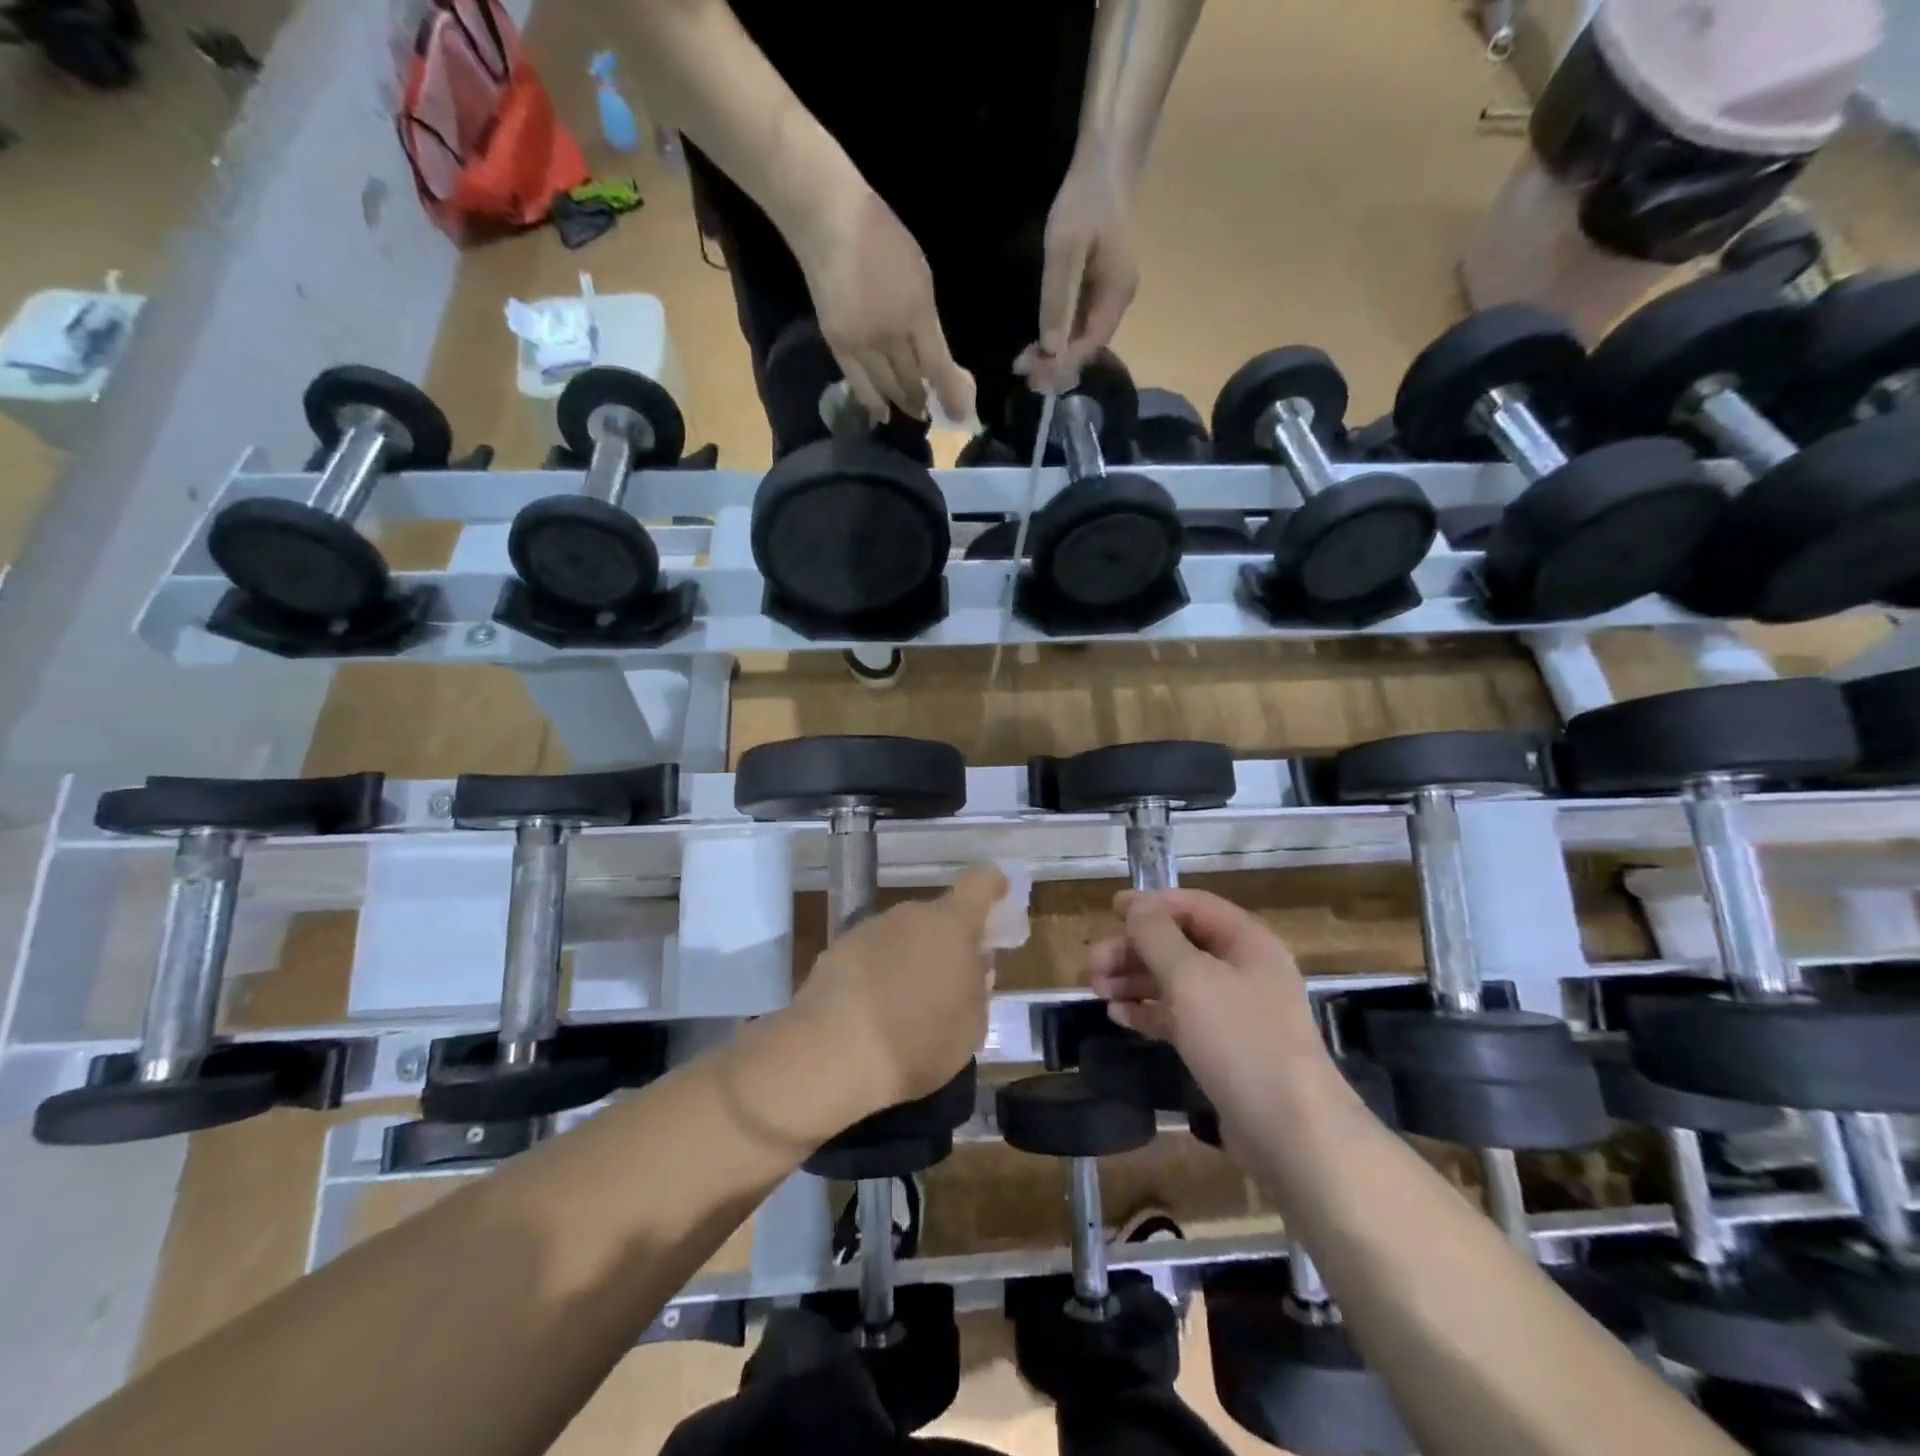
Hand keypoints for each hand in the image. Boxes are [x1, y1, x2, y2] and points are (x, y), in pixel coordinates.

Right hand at [789, 179, 975, 427]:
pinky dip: (873, 403)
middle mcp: (890, 336)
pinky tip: (882, 413)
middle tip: (936, 411)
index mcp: (916, 314)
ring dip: (903, 404)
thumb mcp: (920, 276)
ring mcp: (861, 344)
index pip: (938, 368)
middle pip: (912, 382)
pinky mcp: (838, 345)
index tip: (961, 415)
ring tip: (914, 411)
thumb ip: (928, 323)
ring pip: (887, 389)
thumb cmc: (881, 238)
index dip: (952, 395)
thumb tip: (936, 361)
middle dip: (927, 400)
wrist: (827, 219)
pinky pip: (859, 385)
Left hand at [789, 865, 1006, 1118]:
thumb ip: (978, 987)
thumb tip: (975, 965)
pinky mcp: (835, 951)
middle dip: (947, 942)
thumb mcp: (971, 1026)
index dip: (993, 885)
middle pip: (937, 917)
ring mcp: (867, 930)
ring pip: (901, 937)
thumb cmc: (917, 1041)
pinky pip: (870, 957)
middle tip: (952, 980)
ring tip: (909, 1006)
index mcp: (950, 925)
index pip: (979, 884)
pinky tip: (874, 1013)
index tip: (1001, 892)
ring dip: (910, 959)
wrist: (831, 1054)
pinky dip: (878, 975)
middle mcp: (909, 915)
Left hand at [1016, 143, 1139, 390]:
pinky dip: (1061, 337)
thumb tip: (1051, 349)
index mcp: (1115, 295)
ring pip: (1084, 338)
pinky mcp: (1100, 287)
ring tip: (1027, 363)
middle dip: (1056, 364)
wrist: (1106, 162)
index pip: (1089, 346)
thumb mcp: (1065, 250)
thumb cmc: (1085, 200)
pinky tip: (1041, 342)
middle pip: (1087, 347)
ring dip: (1057, 354)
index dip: (1060, 365)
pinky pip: (1081, 323)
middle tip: (1023, 373)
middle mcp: (1117, 302)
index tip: (1031, 374)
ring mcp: (1110, 295)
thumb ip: (1057, 300)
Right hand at [1089, 890, 1331, 1118]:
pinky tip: (1119, 1016)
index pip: (1193, 906)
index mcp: (1247, 942)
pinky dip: (1150, 1011)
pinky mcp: (1226, 1049)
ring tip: (1097, 990)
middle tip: (1093, 965)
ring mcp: (1236, 1012)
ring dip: (1135, 980)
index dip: (1151, 904)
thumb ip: (1157, 935)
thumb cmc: (1239, 1039)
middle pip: (1180, 944)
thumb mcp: (1190, 977)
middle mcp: (1244, 970)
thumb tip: (1137, 906)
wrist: (1291, 1132)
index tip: (1111, 911)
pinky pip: (1181, 1017)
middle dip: (1134, 949)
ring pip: (1177, 982)